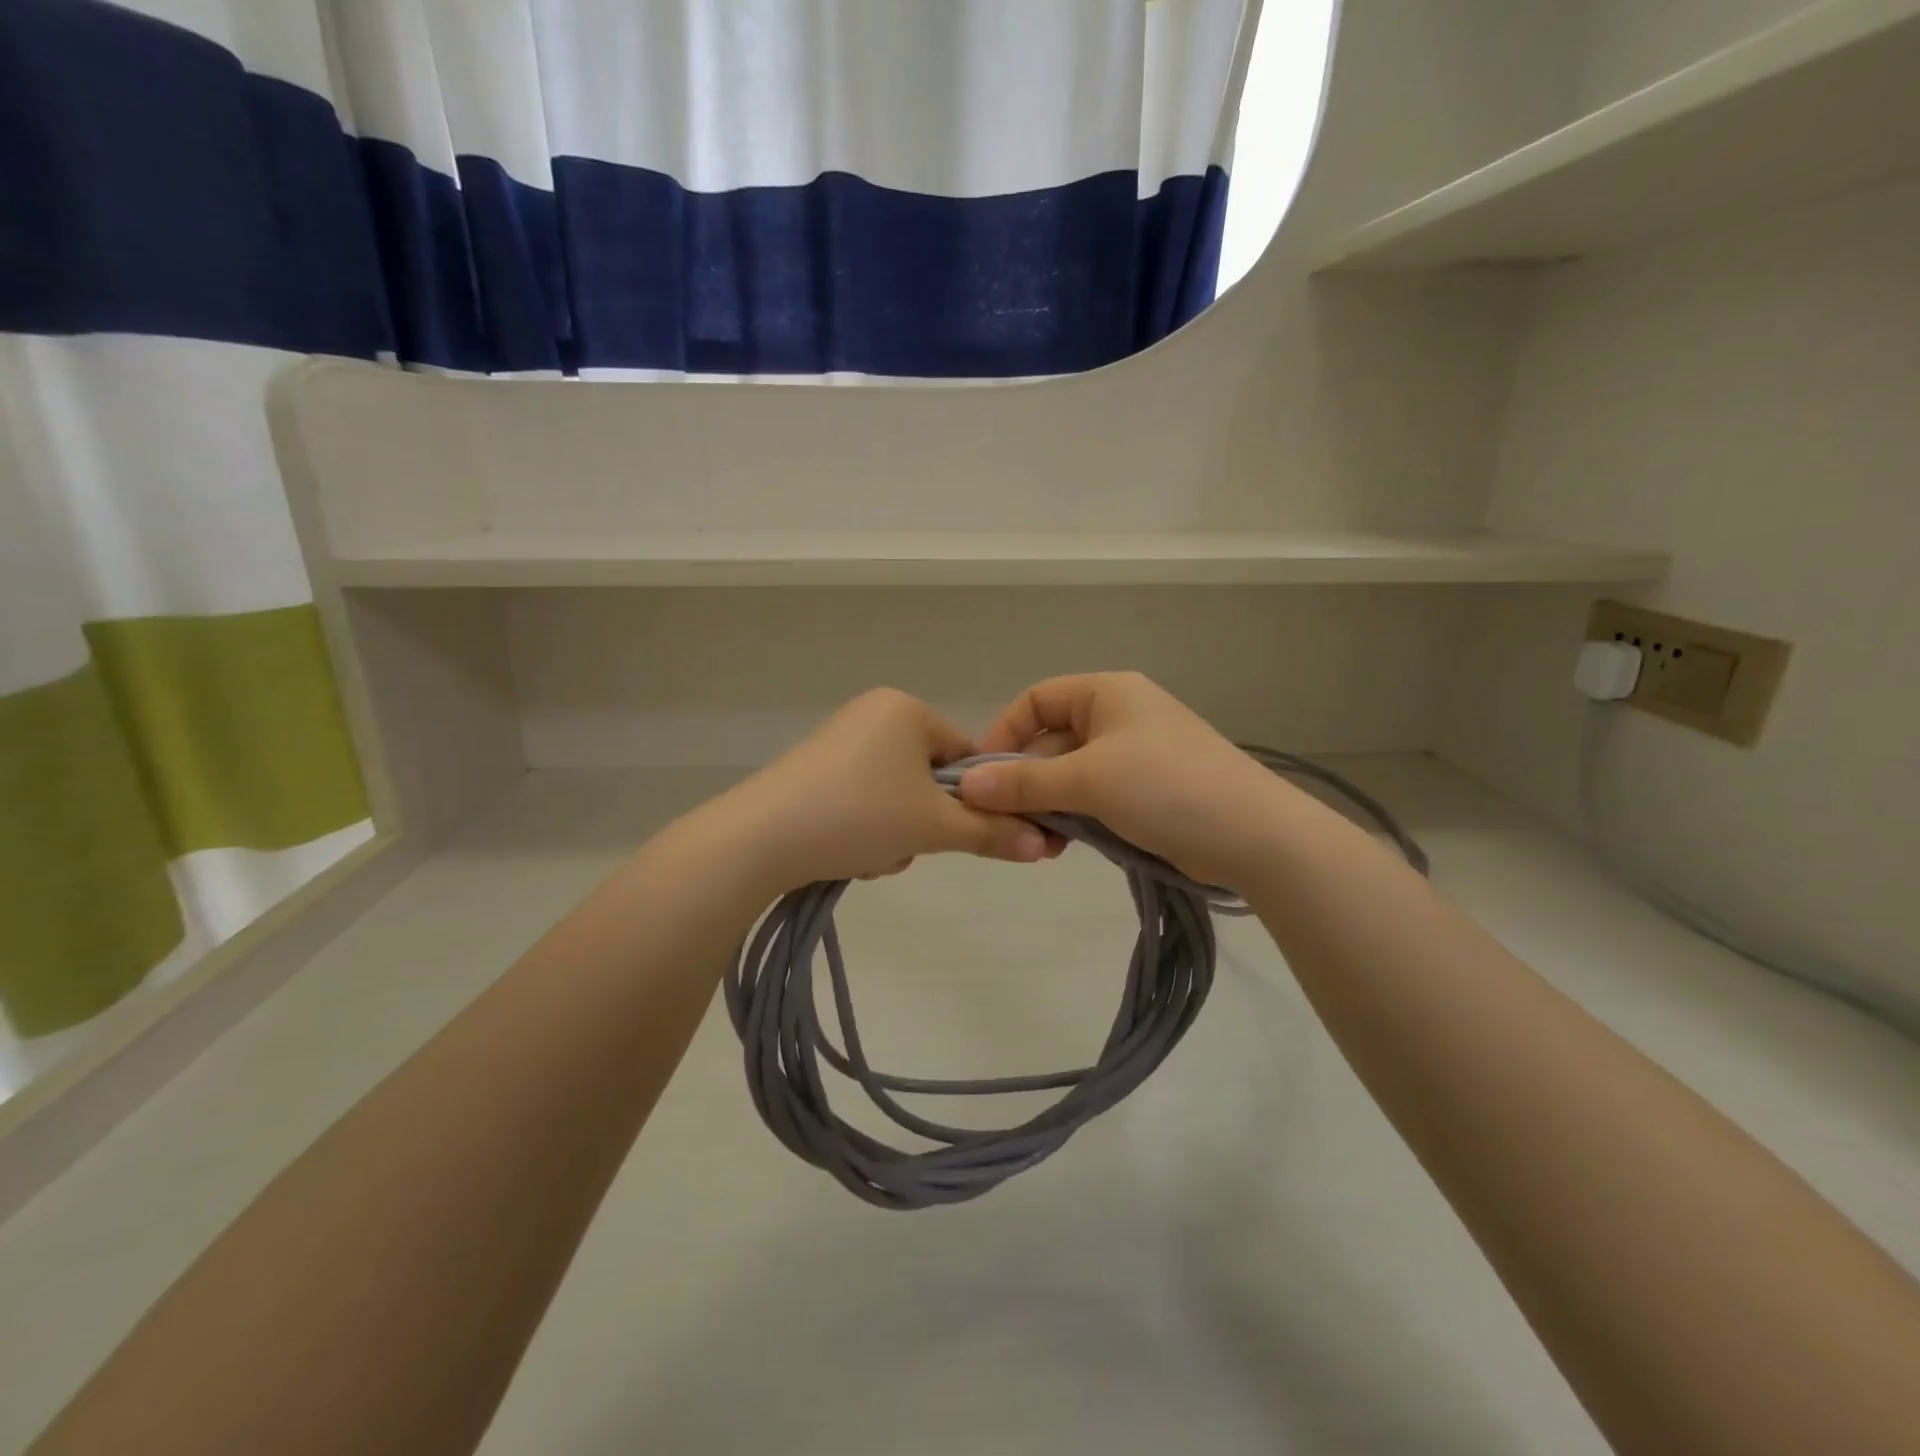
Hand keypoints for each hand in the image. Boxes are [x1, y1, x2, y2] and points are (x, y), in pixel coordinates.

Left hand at [715, 688, 1049, 891]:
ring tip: (874, 854)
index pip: (967, 754)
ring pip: (897, 794)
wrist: (760, 838)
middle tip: (907, 847)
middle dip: (926, 821)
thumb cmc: (860, 815)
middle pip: (930, 777)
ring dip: (898, 831)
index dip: (975, 799)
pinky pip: (864, 797)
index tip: (965, 834)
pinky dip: (866, 827)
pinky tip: (847, 852)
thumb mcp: (934, 827)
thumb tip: (1047, 847)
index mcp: (906, 709)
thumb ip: (993, 833)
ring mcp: (839, 740)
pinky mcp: (813, 769)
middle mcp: (872, 713)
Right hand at [957, 672, 1294, 886]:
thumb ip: (1024, 782)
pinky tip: (1063, 845)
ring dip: (1047, 805)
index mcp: (1107, 693)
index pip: (1036, 700)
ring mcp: (1134, 755)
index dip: (1004, 734)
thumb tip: (966, 785)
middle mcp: (1118, 716)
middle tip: (1009, 822)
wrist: (1253, 835)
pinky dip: (1074, 817)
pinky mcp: (1145, 791)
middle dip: (1025, 781)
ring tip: (1039, 842)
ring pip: (1069, 775)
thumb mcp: (1088, 780)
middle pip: (1050, 741)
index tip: (983, 778)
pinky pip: (1093, 797)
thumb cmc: (1165, 787)